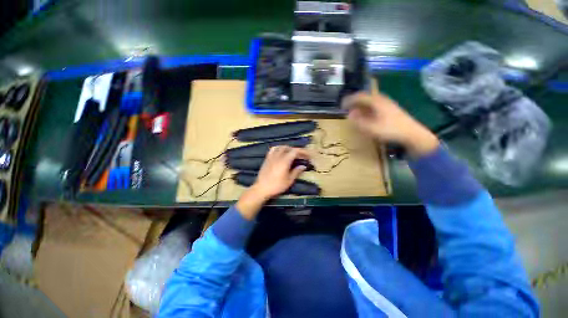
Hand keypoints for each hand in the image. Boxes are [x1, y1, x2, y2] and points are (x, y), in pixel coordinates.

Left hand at [236, 146, 308, 219]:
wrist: (262, 188)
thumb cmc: (277, 186)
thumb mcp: (289, 180)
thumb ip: (296, 172)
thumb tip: (303, 166)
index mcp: (284, 161)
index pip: (295, 152)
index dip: (303, 152)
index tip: (308, 155)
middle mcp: (278, 156)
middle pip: (289, 148)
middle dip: (297, 150)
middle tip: (302, 155)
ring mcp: (271, 156)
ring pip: (281, 147)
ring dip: (288, 148)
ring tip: (293, 153)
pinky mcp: (267, 158)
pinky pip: (273, 149)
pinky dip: (279, 148)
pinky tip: (281, 152)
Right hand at [342, 92, 438, 157]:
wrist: (411, 133)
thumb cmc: (390, 130)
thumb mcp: (371, 128)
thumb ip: (358, 121)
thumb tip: (349, 114)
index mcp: (376, 102)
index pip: (360, 96)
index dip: (349, 100)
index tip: (342, 105)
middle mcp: (382, 99)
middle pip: (365, 97)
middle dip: (355, 102)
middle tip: (347, 108)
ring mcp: (387, 103)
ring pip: (370, 101)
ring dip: (361, 105)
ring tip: (354, 111)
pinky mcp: (391, 109)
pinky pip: (375, 105)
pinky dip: (367, 108)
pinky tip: (366, 115)